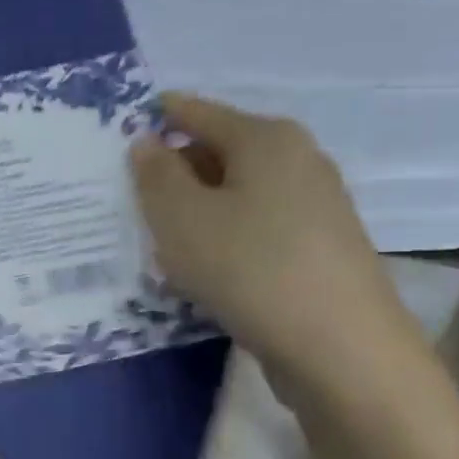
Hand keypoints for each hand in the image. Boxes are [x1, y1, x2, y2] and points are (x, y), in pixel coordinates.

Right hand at [130, 94, 432, 415]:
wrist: (339, 346)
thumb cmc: (248, 269)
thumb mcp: (180, 219)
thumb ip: (155, 176)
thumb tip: (146, 142)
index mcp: (265, 138)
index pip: (197, 112)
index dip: (156, 120)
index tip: (119, 141)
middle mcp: (297, 159)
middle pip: (220, 151)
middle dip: (174, 172)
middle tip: (131, 203)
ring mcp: (315, 204)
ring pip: (238, 193)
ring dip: (197, 211)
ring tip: (161, 243)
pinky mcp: (319, 246)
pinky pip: (257, 226)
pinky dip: (224, 237)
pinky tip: (205, 270)